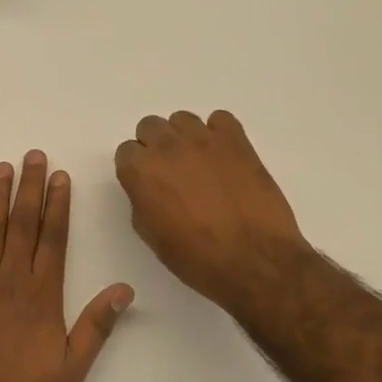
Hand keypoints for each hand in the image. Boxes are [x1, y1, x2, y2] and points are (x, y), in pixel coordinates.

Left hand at [0, 152, 134, 381]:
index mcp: (42, 296)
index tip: (61, 176)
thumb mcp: (70, 372)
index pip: (54, 238)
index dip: (58, 205)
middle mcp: (10, 280)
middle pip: (23, 224)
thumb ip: (96, 326)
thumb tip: (124, 289)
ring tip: (4, 166)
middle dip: (30, 187)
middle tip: (34, 155)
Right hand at [114, 110, 309, 315]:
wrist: (255, 262)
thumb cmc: (198, 259)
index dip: (136, 169)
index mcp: (142, 171)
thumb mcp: (153, 237)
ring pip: (182, 119)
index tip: (148, 184)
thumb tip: (149, 189)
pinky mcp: (236, 140)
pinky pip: (220, 119)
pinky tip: (225, 157)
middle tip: (171, 172)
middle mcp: (167, 147)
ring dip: (184, 137)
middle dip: (156, 146)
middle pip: (150, 126)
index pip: (126, 151)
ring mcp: (203, 139)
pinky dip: (219, 133)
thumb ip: (142, 202)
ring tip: (200, 163)